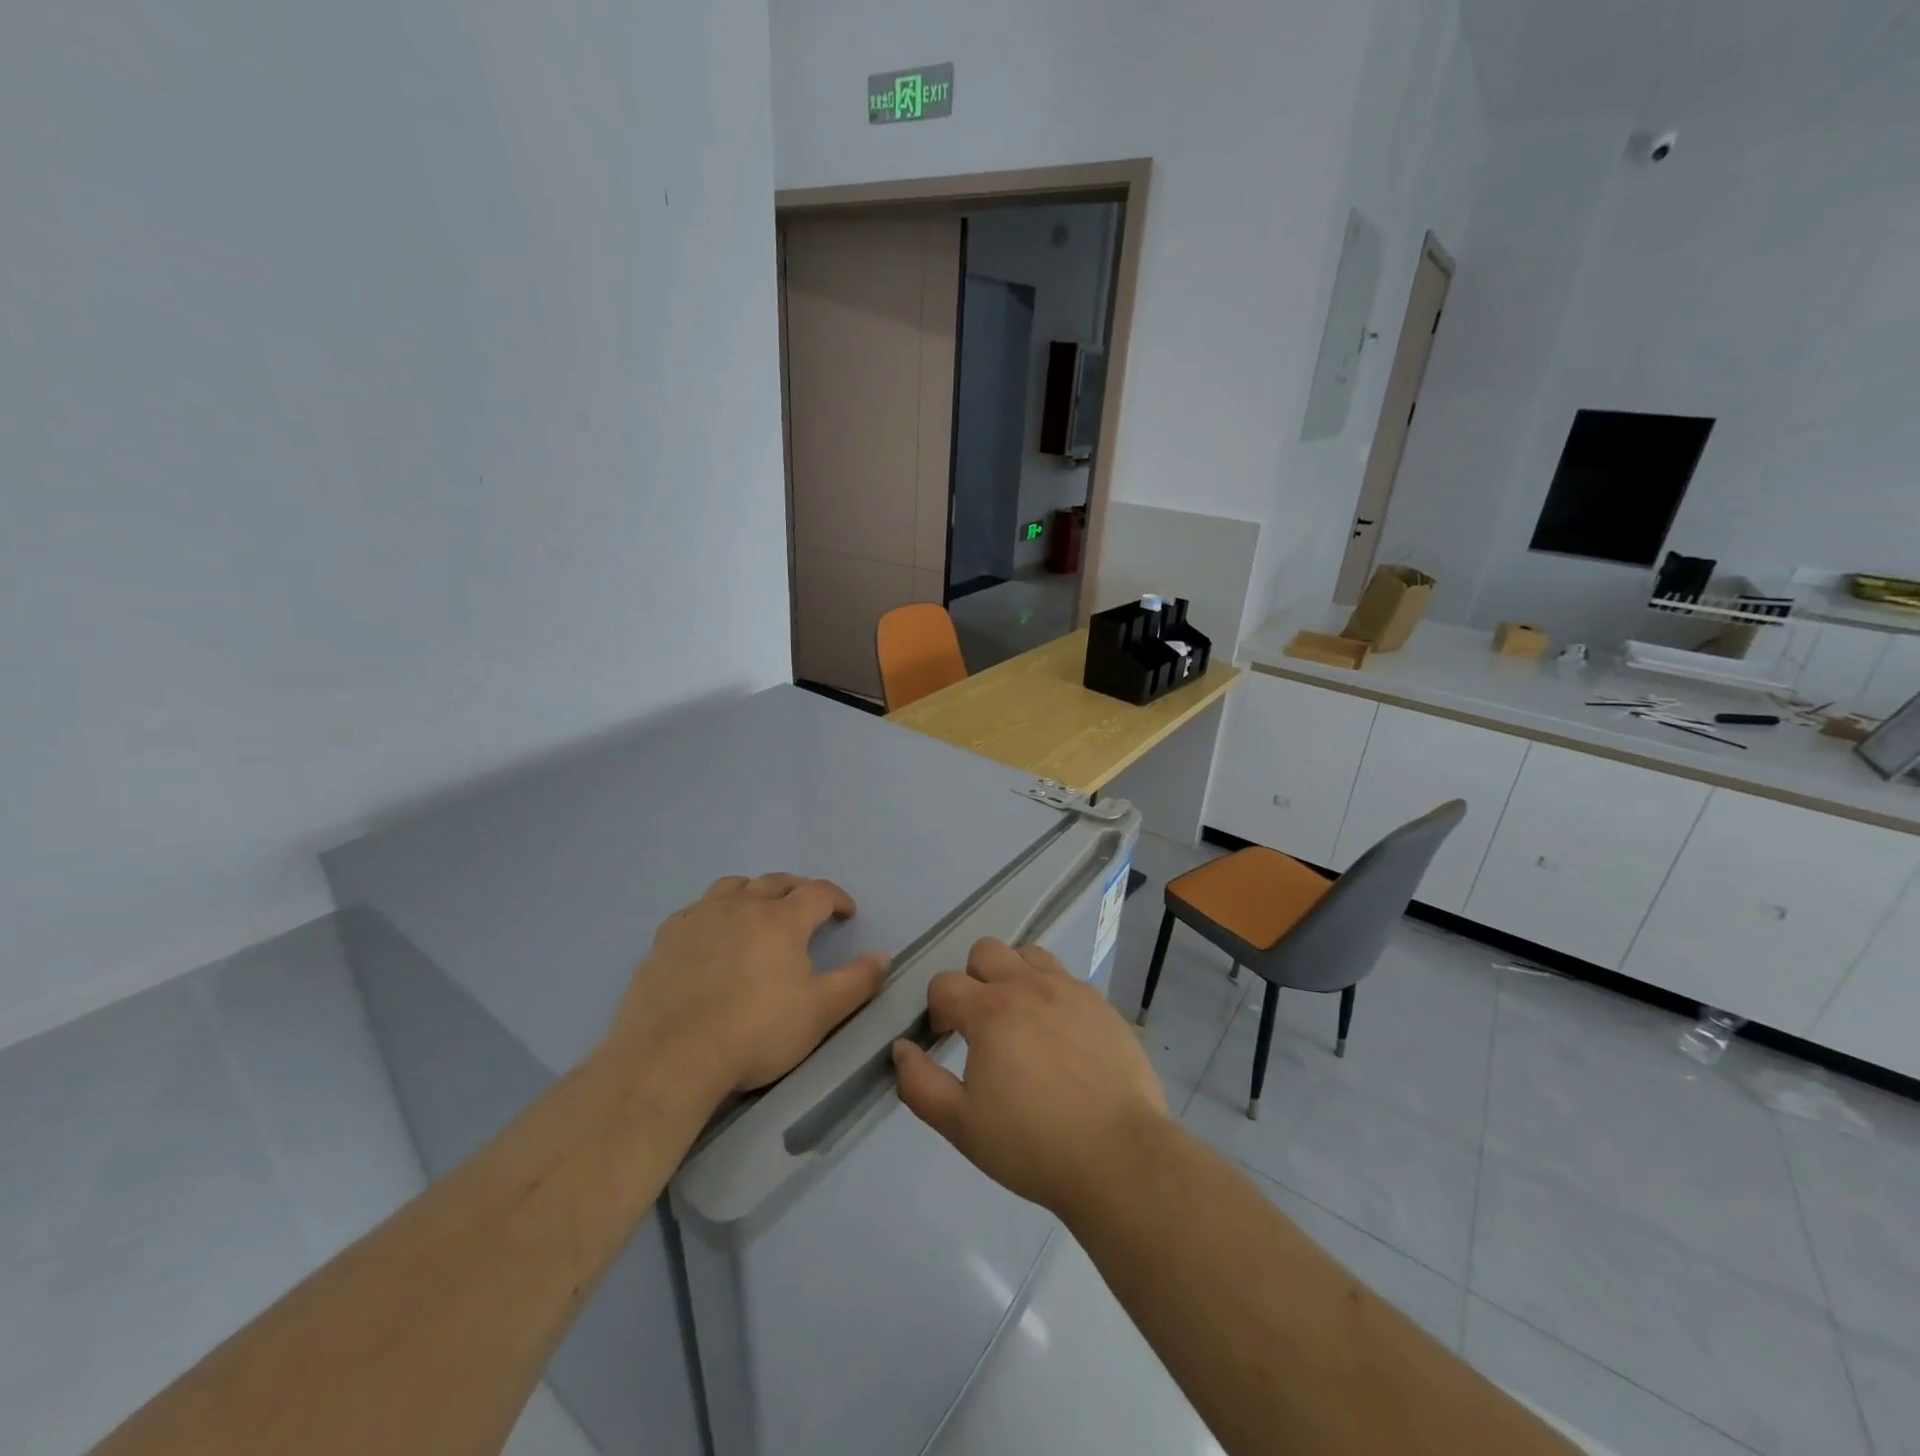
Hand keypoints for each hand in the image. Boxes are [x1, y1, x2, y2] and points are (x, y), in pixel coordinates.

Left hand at [605, 874, 888, 1100]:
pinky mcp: (666, 939)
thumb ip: (857, 981)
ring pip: (732, 886)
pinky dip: (712, 911)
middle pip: (776, 882)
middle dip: (798, 889)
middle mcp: (741, 907)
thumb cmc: (756, 1033)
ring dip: (753, 891)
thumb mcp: (820, 1013)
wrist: (672, 1058)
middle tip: (808, 907)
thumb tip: (882, 955)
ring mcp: (699, 919)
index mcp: (782, 920)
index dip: (837, 898)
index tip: (846, 913)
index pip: (818, 892)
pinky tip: (710, 932)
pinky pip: (694, 909)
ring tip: (759, 908)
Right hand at [891, 938, 1169, 1217]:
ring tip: (1021, 1020)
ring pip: (1029, 954)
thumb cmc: (1033, 1144)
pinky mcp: (1101, 1003)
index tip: (945, 1038)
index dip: (937, 1009)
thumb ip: (920, 1084)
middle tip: (981, 1024)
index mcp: (990, 1011)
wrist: (1118, 1156)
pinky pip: (1066, 979)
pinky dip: (1052, 994)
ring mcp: (1069, 990)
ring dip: (1014, 975)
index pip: (944, 983)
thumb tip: (902, 1048)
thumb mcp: (961, 1125)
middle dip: (973, 979)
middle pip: (986, 950)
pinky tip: (1061, 1037)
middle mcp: (1028, 986)